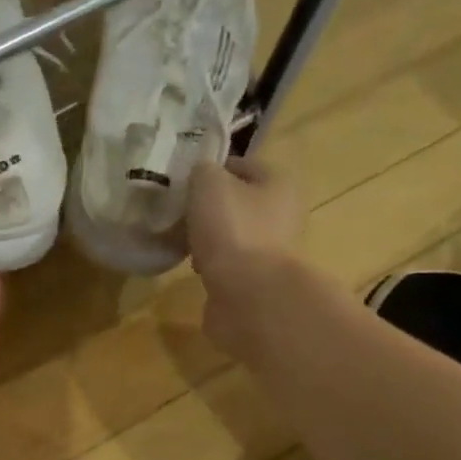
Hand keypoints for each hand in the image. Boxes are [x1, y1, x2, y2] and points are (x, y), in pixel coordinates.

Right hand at [187, 156, 304, 360]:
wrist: (247, 294)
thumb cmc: (232, 229)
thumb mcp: (209, 184)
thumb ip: (202, 171)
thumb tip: (199, 177)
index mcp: (279, 183)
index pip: (241, 165)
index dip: (211, 170)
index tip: (182, 182)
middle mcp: (282, 214)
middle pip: (237, 202)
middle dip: (206, 208)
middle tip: (178, 214)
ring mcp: (271, 250)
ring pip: (231, 233)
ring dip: (207, 238)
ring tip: (182, 244)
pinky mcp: (256, 279)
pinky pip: (228, 262)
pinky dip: (211, 263)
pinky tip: (195, 268)